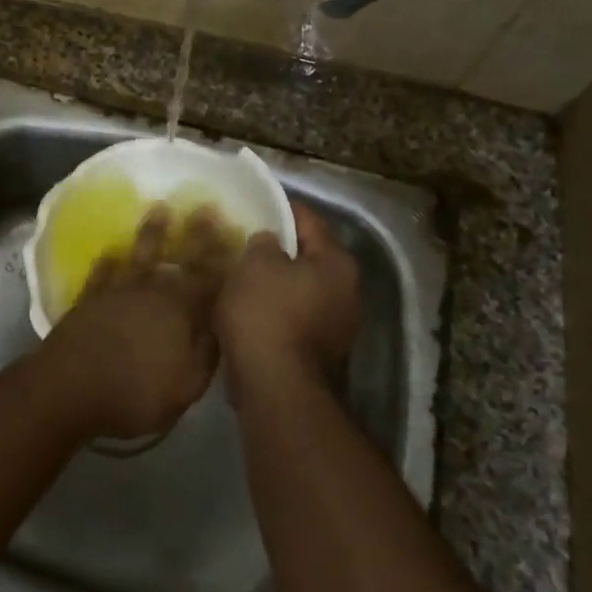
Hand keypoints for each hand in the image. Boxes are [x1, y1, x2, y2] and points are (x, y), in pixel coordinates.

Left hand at [39, 207, 231, 441]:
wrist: (69, 387)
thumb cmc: (134, 393)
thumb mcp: (185, 386)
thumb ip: (207, 354)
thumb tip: (221, 326)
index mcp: (180, 313)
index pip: (209, 280)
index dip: (223, 259)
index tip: (235, 232)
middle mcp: (151, 294)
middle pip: (179, 261)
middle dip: (195, 236)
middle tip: (205, 208)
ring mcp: (117, 293)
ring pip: (140, 257)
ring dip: (152, 234)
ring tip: (159, 209)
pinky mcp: (88, 300)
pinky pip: (102, 274)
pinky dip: (108, 261)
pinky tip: (111, 251)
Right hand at [216, 202, 360, 403]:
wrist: (276, 388)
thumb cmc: (266, 314)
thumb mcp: (255, 264)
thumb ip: (263, 242)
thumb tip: (269, 242)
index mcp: (337, 263)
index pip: (310, 221)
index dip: (282, 208)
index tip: (257, 204)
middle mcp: (348, 292)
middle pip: (310, 258)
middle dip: (280, 250)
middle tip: (246, 241)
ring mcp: (338, 326)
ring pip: (302, 290)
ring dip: (277, 283)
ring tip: (243, 276)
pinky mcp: (321, 353)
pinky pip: (295, 318)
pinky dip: (276, 311)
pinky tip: (249, 310)